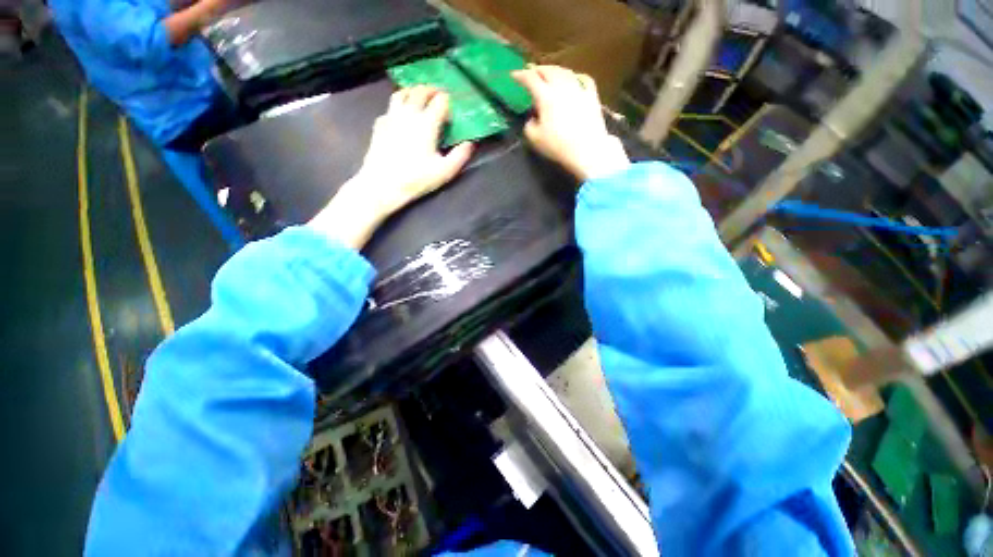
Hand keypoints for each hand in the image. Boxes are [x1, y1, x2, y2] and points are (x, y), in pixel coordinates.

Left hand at [308, 86, 473, 248]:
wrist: (383, 184)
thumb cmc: (416, 178)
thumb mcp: (444, 172)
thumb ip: (460, 156)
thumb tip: (470, 143)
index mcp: (427, 123)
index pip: (440, 101)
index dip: (448, 101)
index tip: (452, 107)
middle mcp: (409, 113)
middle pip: (420, 91)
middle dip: (432, 90)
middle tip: (438, 95)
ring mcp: (391, 116)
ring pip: (402, 93)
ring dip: (413, 91)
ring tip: (419, 97)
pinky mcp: (380, 124)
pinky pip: (390, 107)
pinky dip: (398, 105)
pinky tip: (401, 115)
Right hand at [512, 66, 628, 180]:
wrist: (587, 149)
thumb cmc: (558, 146)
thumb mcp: (535, 139)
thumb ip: (529, 125)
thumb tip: (532, 118)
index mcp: (545, 97)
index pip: (530, 79)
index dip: (520, 75)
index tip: (514, 75)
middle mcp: (561, 87)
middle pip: (548, 70)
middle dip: (537, 69)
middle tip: (531, 71)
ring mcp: (578, 89)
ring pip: (565, 72)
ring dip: (554, 70)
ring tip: (549, 73)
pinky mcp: (591, 96)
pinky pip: (584, 79)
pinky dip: (576, 76)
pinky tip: (575, 78)